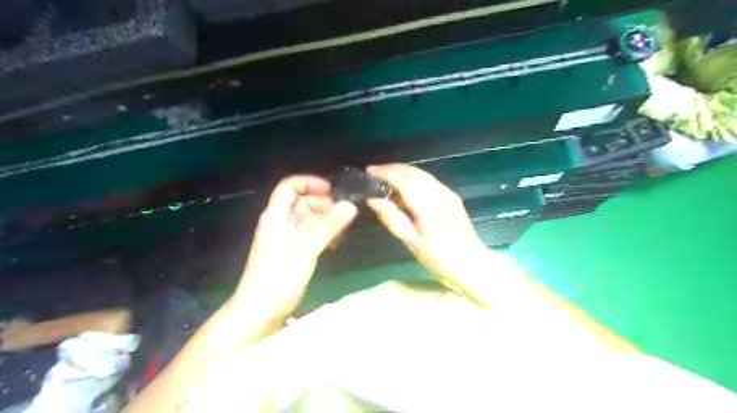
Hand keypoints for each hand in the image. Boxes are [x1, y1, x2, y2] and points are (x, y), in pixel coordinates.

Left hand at [238, 176, 358, 314]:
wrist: (260, 310)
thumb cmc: (278, 278)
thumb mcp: (306, 250)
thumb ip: (328, 227)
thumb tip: (351, 205)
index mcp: (276, 216)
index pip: (290, 186)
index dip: (310, 183)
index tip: (332, 191)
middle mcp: (280, 221)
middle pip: (302, 201)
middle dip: (323, 204)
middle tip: (343, 215)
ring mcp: (286, 236)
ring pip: (308, 218)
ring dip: (326, 221)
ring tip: (342, 232)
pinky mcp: (292, 249)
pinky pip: (309, 233)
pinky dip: (323, 234)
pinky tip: (334, 245)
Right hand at [363, 164, 487, 280]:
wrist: (471, 263)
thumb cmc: (439, 258)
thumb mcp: (412, 242)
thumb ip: (392, 218)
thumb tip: (373, 200)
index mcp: (429, 206)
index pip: (404, 181)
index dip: (385, 173)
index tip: (369, 171)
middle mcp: (440, 194)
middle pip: (414, 172)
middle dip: (393, 168)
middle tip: (374, 170)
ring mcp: (448, 194)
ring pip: (422, 174)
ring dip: (403, 171)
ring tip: (385, 176)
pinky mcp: (451, 197)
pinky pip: (429, 181)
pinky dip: (413, 178)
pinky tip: (404, 187)